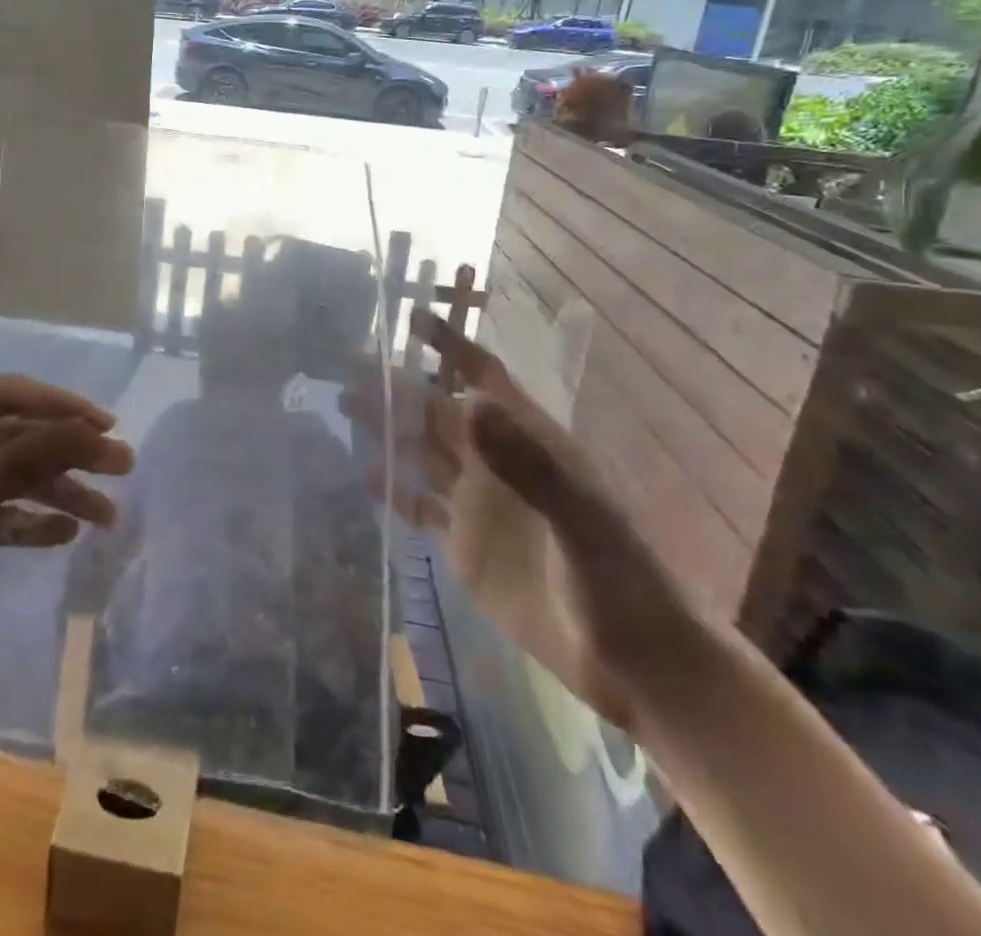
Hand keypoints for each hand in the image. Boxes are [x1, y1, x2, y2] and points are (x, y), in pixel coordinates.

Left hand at [0, 374, 131, 676]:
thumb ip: (26, 461)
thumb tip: (96, 431)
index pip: (13, 396)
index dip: (66, 409)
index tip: (110, 427)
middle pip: (18, 438)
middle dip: (69, 456)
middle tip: (123, 469)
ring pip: (11, 477)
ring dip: (56, 493)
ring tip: (107, 516)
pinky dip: (26, 521)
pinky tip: (64, 534)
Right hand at [348, 312, 706, 734]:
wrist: (635, 661)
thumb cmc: (621, 578)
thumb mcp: (581, 518)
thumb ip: (527, 464)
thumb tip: (470, 402)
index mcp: (529, 441)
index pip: (483, 378)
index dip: (451, 347)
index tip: (411, 319)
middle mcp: (496, 462)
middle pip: (439, 411)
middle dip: (398, 385)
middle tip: (350, 361)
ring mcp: (478, 503)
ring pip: (423, 451)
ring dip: (388, 428)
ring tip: (345, 404)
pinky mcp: (465, 545)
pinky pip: (420, 506)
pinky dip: (392, 489)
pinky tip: (364, 473)